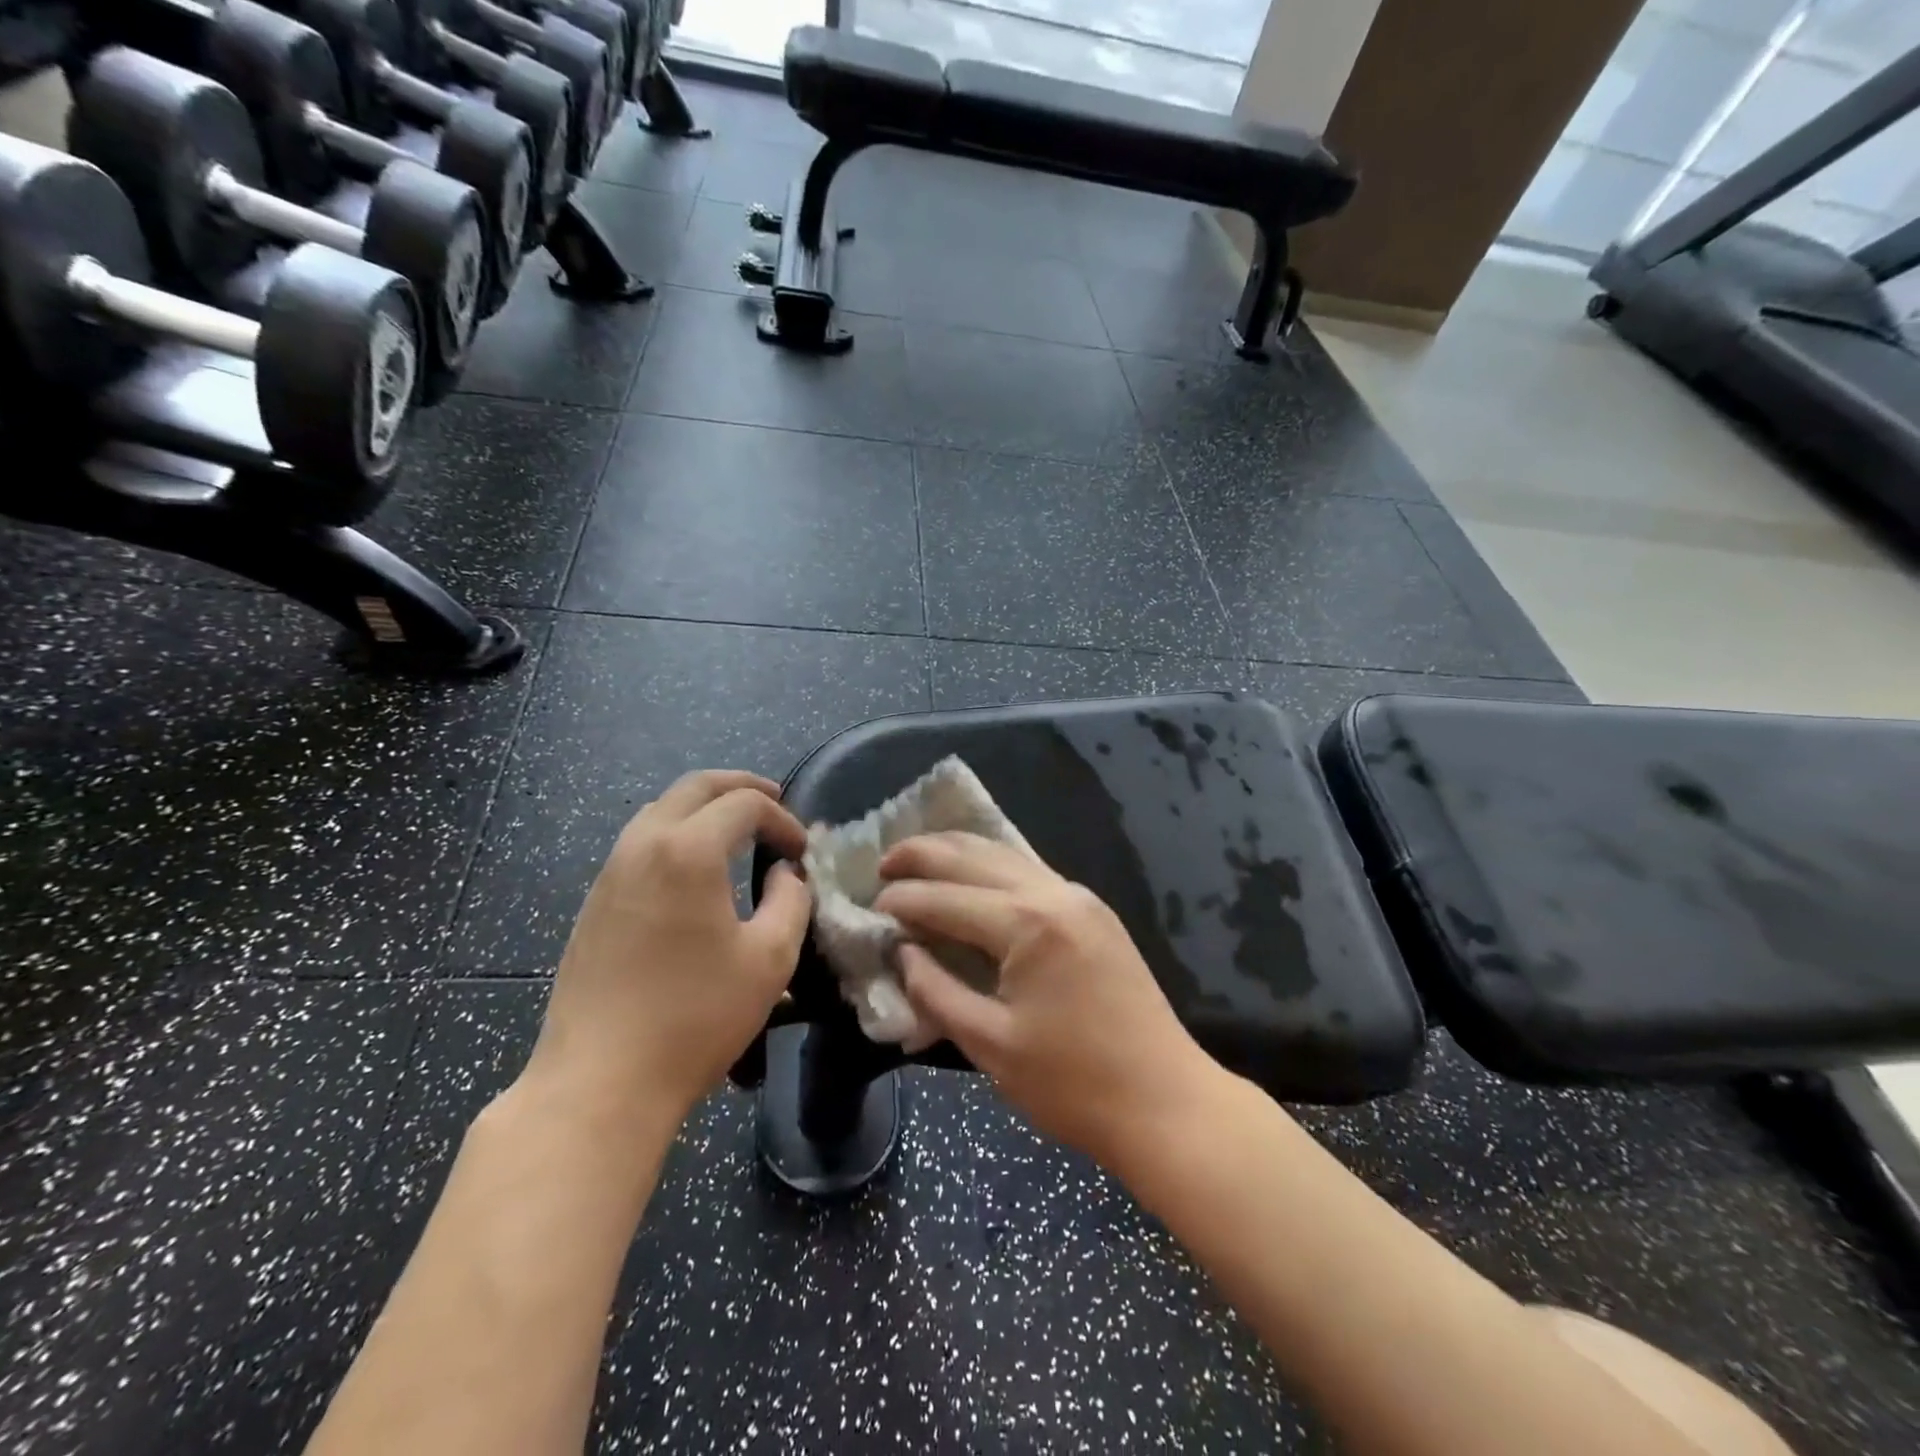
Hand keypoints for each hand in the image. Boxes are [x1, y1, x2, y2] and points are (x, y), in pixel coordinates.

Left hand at [525, 771, 811, 1128]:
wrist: (600, 1081)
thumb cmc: (696, 1017)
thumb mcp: (770, 959)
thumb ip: (791, 900)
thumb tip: (784, 874)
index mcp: (688, 851)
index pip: (744, 804)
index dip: (782, 819)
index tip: (802, 852)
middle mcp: (643, 845)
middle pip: (695, 787)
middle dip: (740, 787)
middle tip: (774, 801)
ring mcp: (611, 872)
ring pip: (661, 809)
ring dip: (704, 806)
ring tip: (737, 828)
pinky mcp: (595, 901)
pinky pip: (640, 842)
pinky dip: (676, 833)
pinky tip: (695, 868)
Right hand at [874, 832, 1217, 1170]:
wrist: (1165, 1100)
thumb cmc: (1073, 1085)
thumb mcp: (990, 1045)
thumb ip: (937, 991)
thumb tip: (903, 953)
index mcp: (1028, 924)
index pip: (947, 898)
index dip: (903, 901)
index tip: (869, 906)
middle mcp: (1054, 893)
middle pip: (975, 856)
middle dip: (924, 854)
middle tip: (883, 863)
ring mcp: (1079, 897)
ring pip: (1005, 854)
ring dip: (958, 852)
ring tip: (917, 858)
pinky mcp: (1093, 911)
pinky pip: (1030, 871)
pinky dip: (991, 866)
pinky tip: (970, 876)